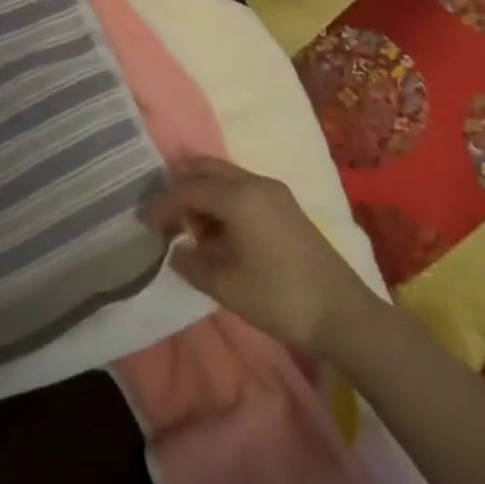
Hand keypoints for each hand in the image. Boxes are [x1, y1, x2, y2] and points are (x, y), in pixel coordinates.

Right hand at [140, 157, 375, 355]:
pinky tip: (219, 232)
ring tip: (191, 230)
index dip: (160, 205)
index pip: (186, 190)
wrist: (343, 314)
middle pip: (204, 169)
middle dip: (179, 188)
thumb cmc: (279, 298)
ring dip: (202, 194)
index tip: (141, 222)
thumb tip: (175, 249)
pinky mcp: (285, 204)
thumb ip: (190, 262)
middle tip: (163, 217)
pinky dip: (221, 200)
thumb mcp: (224, 285)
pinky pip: (241, 188)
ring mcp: (274, 191)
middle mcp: (254, 182)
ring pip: (223, 176)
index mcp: (237, 196)